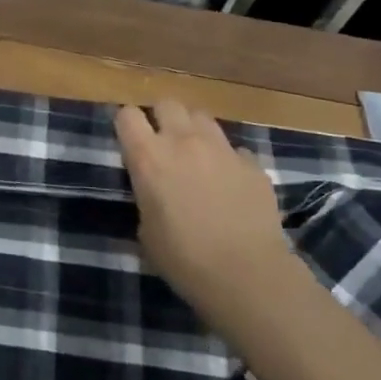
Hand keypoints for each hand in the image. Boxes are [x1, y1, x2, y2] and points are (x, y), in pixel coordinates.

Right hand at [115, 101, 287, 307]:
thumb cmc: (184, 260)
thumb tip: (155, 190)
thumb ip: (147, 196)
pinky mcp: (253, 164)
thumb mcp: (146, 230)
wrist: (248, 276)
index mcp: (148, 157)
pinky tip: (230, 183)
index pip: (127, 114)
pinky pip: (234, 149)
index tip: (130, 141)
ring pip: (202, 117)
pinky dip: (228, 160)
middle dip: (163, 118)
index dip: (127, 125)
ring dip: (194, 131)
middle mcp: (183, 141)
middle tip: (164, 144)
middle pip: (167, 103)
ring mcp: (221, 149)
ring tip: (197, 155)